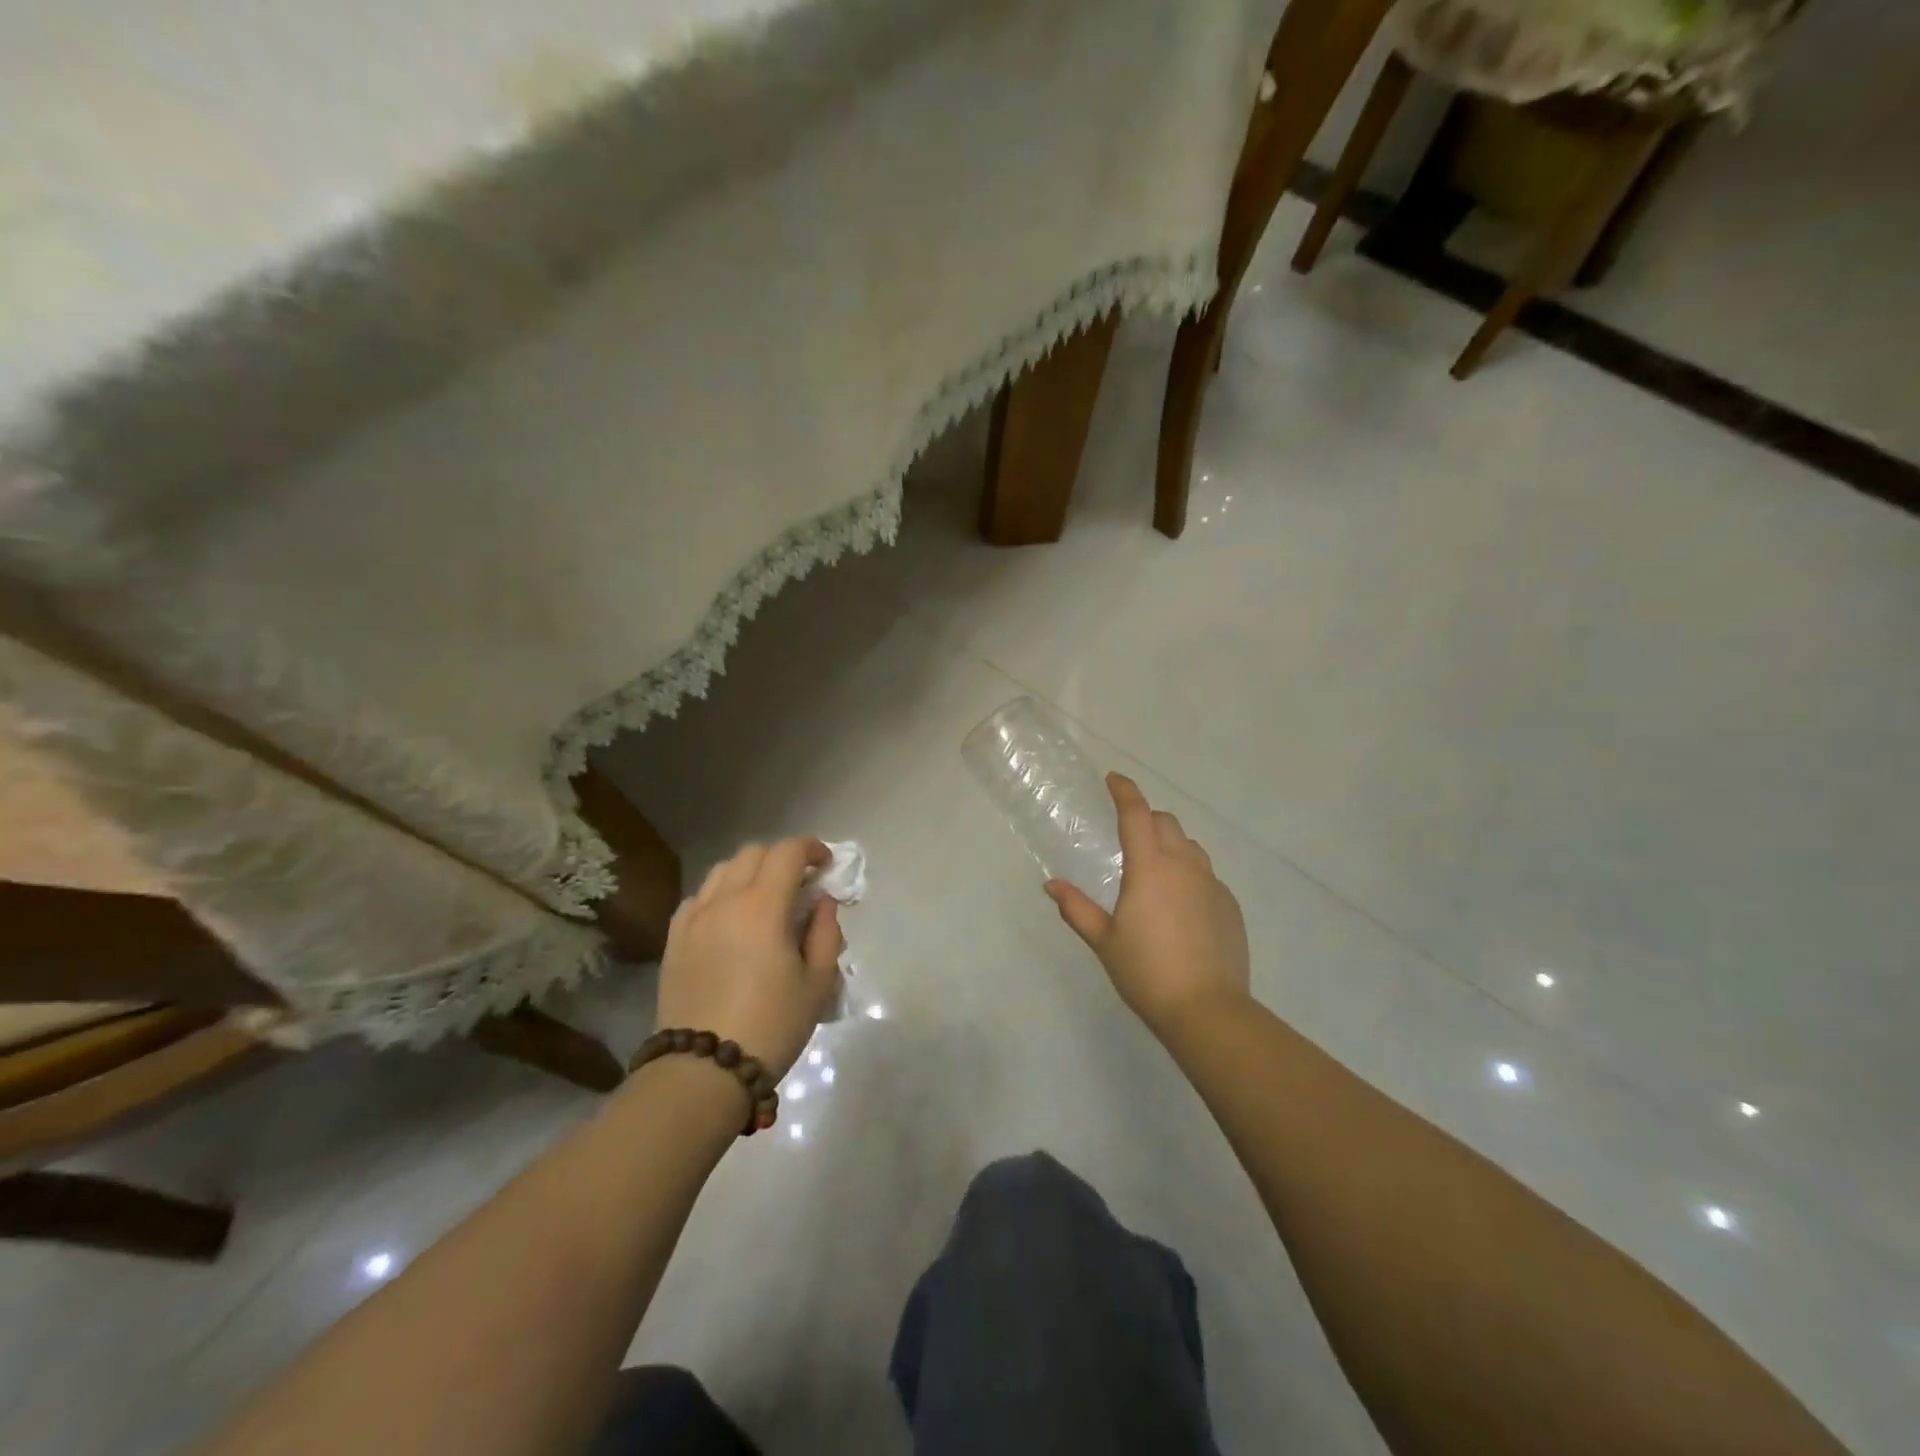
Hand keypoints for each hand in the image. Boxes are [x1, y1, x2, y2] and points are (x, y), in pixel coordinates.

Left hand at [656, 837, 843, 1080]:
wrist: (703, 1071)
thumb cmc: (771, 1026)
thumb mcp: (817, 982)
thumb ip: (826, 932)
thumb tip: (823, 902)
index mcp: (763, 907)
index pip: (787, 852)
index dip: (811, 849)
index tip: (826, 865)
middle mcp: (724, 901)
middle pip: (753, 853)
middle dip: (782, 858)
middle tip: (801, 883)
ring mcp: (693, 919)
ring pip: (722, 871)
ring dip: (750, 872)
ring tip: (765, 899)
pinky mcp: (674, 940)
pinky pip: (698, 898)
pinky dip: (721, 894)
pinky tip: (731, 920)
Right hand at [1047, 774, 1249, 1034]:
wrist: (1207, 1010)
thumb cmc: (1146, 972)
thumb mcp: (1104, 941)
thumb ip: (1077, 908)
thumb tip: (1052, 886)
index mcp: (1149, 867)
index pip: (1136, 814)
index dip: (1124, 791)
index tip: (1113, 779)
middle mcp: (1184, 866)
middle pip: (1166, 823)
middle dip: (1146, 818)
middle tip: (1128, 834)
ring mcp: (1212, 884)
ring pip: (1190, 847)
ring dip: (1170, 844)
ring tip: (1155, 869)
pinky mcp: (1229, 905)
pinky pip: (1207, 875)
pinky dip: (1189, 874)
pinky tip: (1180, 905)